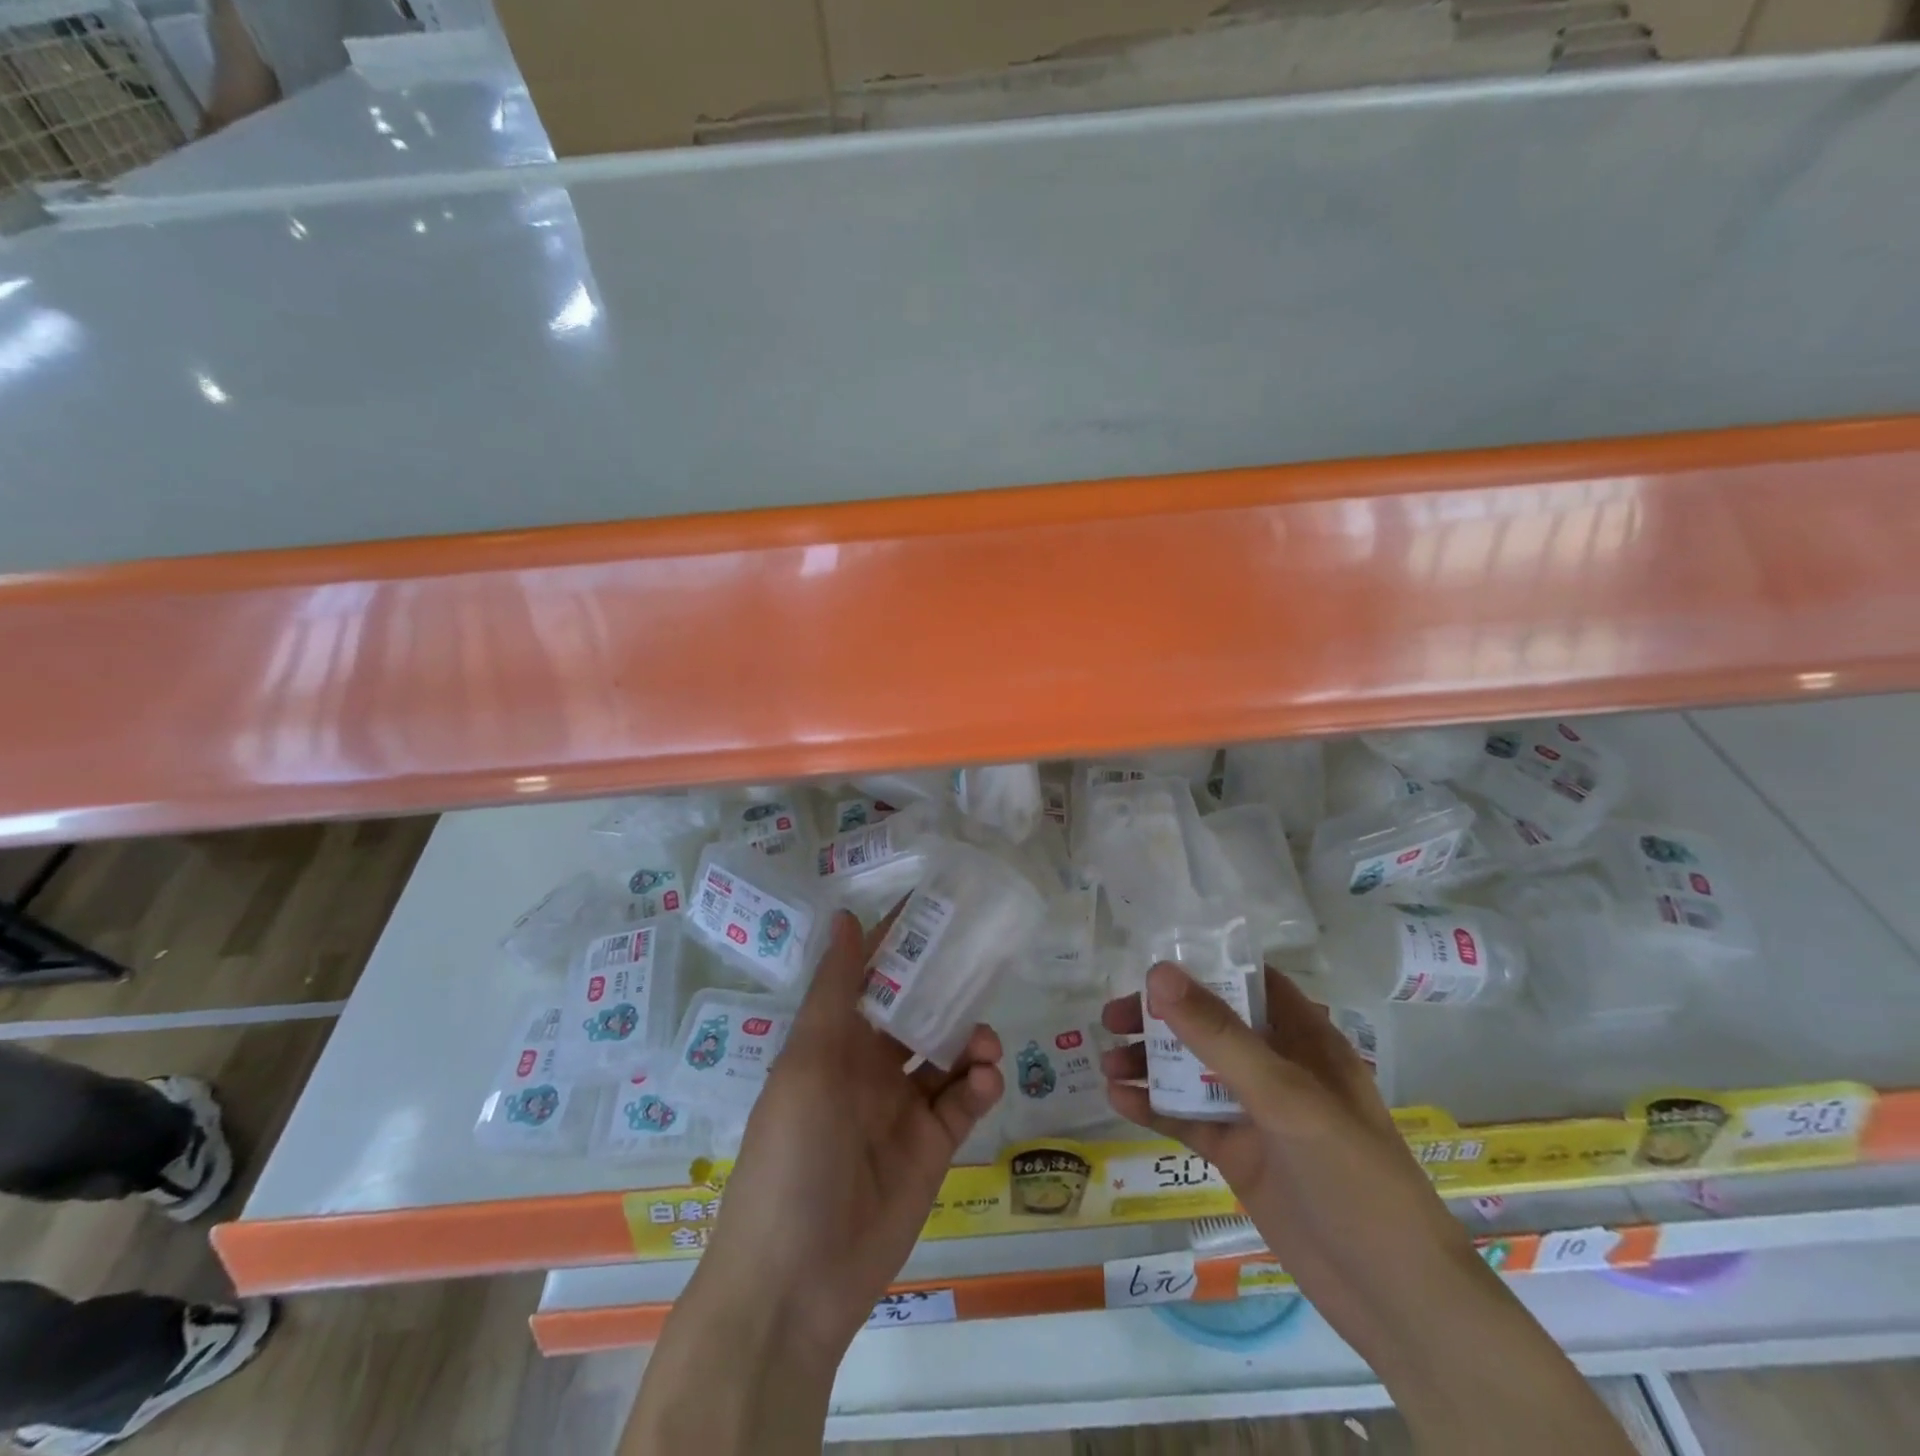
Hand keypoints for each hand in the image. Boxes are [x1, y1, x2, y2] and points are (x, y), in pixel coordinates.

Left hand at [626, 910, 1003, 1454]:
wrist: (796, 1283)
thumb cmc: (792, 1155)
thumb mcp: (808, 1064)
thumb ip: (835, 991)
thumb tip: (846, 915)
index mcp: (834, 1040)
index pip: (871, 975)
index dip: (900, 942)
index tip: (939, 907)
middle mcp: (869, 1066)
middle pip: (917, 1010)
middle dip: (948, 988)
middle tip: (985, 965)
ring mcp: (902, 1106)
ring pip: (947, 1053)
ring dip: (972, 1039)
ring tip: (987, 1043)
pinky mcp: (932, 1146)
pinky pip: (963, 1102)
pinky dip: (980, 1085)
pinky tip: (985, 1082)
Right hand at [1100, 963, 1485, 1359]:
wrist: (1394, 1299)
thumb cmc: (1353, 1177)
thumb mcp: (1285, 1097)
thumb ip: (1219, 1036)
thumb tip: (1158, 973)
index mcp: (1303, 1039)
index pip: (1249, 982)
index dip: (1203, 967)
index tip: (1151, 965)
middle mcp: (1277, 1067)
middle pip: (1209, 1025)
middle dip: (1161, 1018)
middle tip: (1113, 1019)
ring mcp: (1256, 1113)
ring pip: (1192, 1072)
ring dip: (1151, 1063)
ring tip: (1107, 1063)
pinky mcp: (1239, 1154)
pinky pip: (1188, 1119)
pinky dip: (1154, 1107)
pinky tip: (1119, 1101)